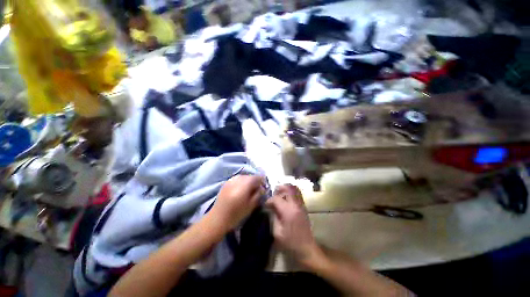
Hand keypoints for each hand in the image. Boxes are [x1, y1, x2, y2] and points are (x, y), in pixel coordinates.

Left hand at [210, 175, 264, 231]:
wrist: (218, 218)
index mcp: (245, 185)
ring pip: (243, 176)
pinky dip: (241, 181)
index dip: (262, 181)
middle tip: (257, 189)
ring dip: (248, 181)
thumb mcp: (251, 205)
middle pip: (250, 176)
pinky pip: (237, 178)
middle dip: (255, 181)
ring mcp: (231, 180)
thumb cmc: (236, 214)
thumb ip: (258, 194)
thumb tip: (262, 188)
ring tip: (249, 189)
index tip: (264, 187)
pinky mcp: (226, 182)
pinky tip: (241, 189)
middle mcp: (238, 179)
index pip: (257, 177)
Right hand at [266, 185, 318, 262]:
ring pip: (294, 189)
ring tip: (279, 194)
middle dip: (279, 189)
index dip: (269, 200)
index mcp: (288, 211)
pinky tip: (286, 199)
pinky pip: (297, 194)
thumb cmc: (291, 243)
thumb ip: (273, 217)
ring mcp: (301, 204)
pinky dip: (291, 192)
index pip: (276, 198)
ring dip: (285, 189)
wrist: (307, 248)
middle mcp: (296, 204)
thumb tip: (270, 208)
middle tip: (273, 194)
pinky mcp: (304, 206)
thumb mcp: (277, 232)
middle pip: (288, 188)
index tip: (266, 205)